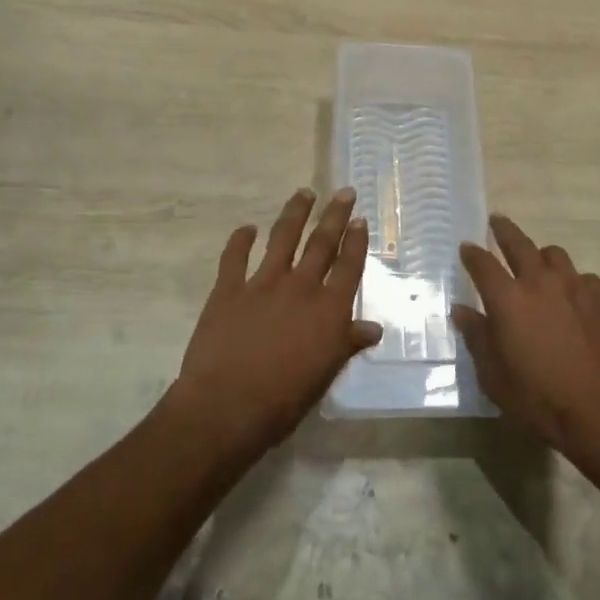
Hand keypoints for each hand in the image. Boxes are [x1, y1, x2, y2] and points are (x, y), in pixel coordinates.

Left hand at [167, 188, 381, 460]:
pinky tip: (246, 228)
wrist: (226, 408)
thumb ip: (347, 344)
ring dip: (295, 213)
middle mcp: (300, 287)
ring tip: (304, 193)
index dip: (356, 242)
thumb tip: (373, 327)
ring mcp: (263, 284)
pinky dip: (240, 240)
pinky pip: (234, 257)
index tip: (360, 219)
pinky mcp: (228, 289)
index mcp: (328, 310)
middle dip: (335, 215)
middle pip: (322, 243)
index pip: (348, 267)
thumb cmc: (283, 400)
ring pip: (283, 238)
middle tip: (344, 191)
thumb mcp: (325, 375)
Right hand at [452, 216, 599, 460]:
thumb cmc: (539, 399)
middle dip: (504, 230)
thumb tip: (462, 311)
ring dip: (541, 255)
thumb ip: (477, 338)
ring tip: (538, 262)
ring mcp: (575, 286)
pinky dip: (572, 281)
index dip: (472, 253)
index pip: (483, 263)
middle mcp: (540, 282)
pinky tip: (573, 296)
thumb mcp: (495, 377)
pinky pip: (583, 277)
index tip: (466, 247)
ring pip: (554, 254)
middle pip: (518, 243)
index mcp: (508, 299)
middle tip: (497, 221)